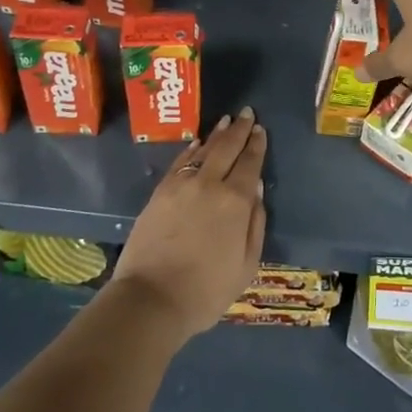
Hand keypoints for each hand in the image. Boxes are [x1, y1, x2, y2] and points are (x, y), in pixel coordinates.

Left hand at [110, 109, 266, 341]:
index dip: (257, 145)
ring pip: (204, 150)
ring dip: (217, 134)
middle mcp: (210, 184)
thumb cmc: (206, 290)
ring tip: (226, 121)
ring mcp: (181, 185)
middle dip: (240, 130)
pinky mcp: (160, 192)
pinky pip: (180, 162)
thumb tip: (257, 191)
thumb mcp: (246, 265)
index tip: (260, 130)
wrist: (151, 298)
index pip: (250, 164)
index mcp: (236, 202)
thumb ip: (255, 225)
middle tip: (247, 113)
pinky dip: (191, 149)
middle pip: (227, 149)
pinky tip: (197, 143)